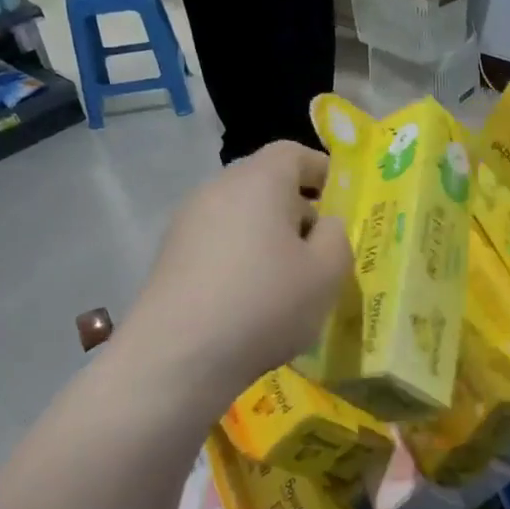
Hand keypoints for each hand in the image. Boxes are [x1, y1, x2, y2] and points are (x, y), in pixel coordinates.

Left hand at [123, 141, 349, 406]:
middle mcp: (218, 189)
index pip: (293, 153)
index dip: (321, 170)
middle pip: (265, 184)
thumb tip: (323, 224)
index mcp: (259, 180)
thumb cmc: (266, 303)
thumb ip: (337, 237)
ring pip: (241, 216)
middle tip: (319, 250)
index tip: (339, 201)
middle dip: (296, 210)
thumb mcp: (327, 272)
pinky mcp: (169, 257)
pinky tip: (250, 301)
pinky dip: (240, 259)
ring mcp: (187, 223)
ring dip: (268, 238)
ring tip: (286, 282)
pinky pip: (218, 244)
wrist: (178, 355)